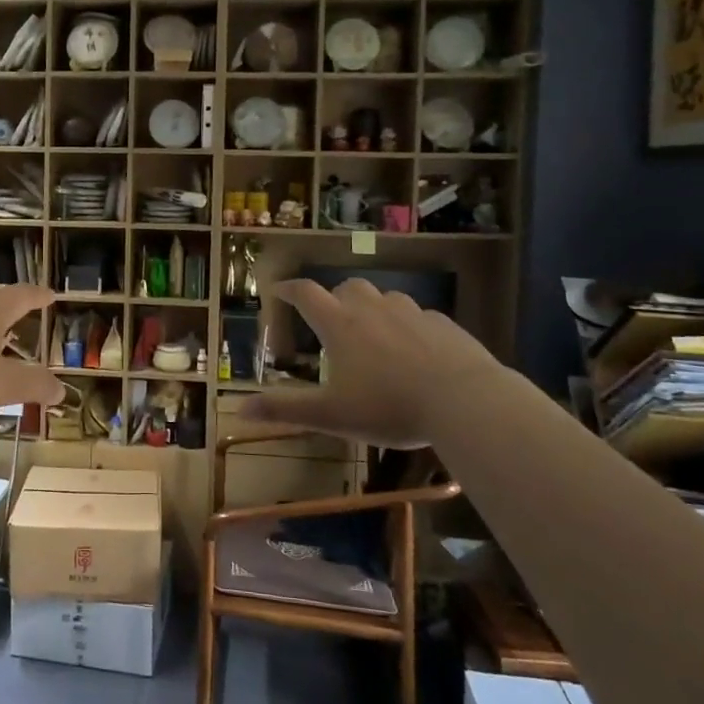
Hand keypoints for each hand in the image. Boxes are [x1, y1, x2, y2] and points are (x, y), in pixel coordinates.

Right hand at [242, 278, 503, 444]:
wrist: (464, 400)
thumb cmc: (388, 407)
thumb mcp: (330, 415)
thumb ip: (285, 410)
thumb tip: (239, 411)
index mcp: (340, 325)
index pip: (305, 294)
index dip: (287, 289)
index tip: (277, 289)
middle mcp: (372, 308)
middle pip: (347, 288)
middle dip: (334, 297)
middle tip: (331, 319)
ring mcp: (411, 312)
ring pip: (385, 298)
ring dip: (373, 309)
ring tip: (374, 336)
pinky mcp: (443, 324)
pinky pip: (418, 316)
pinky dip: (408, 326)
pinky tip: (415, 352)